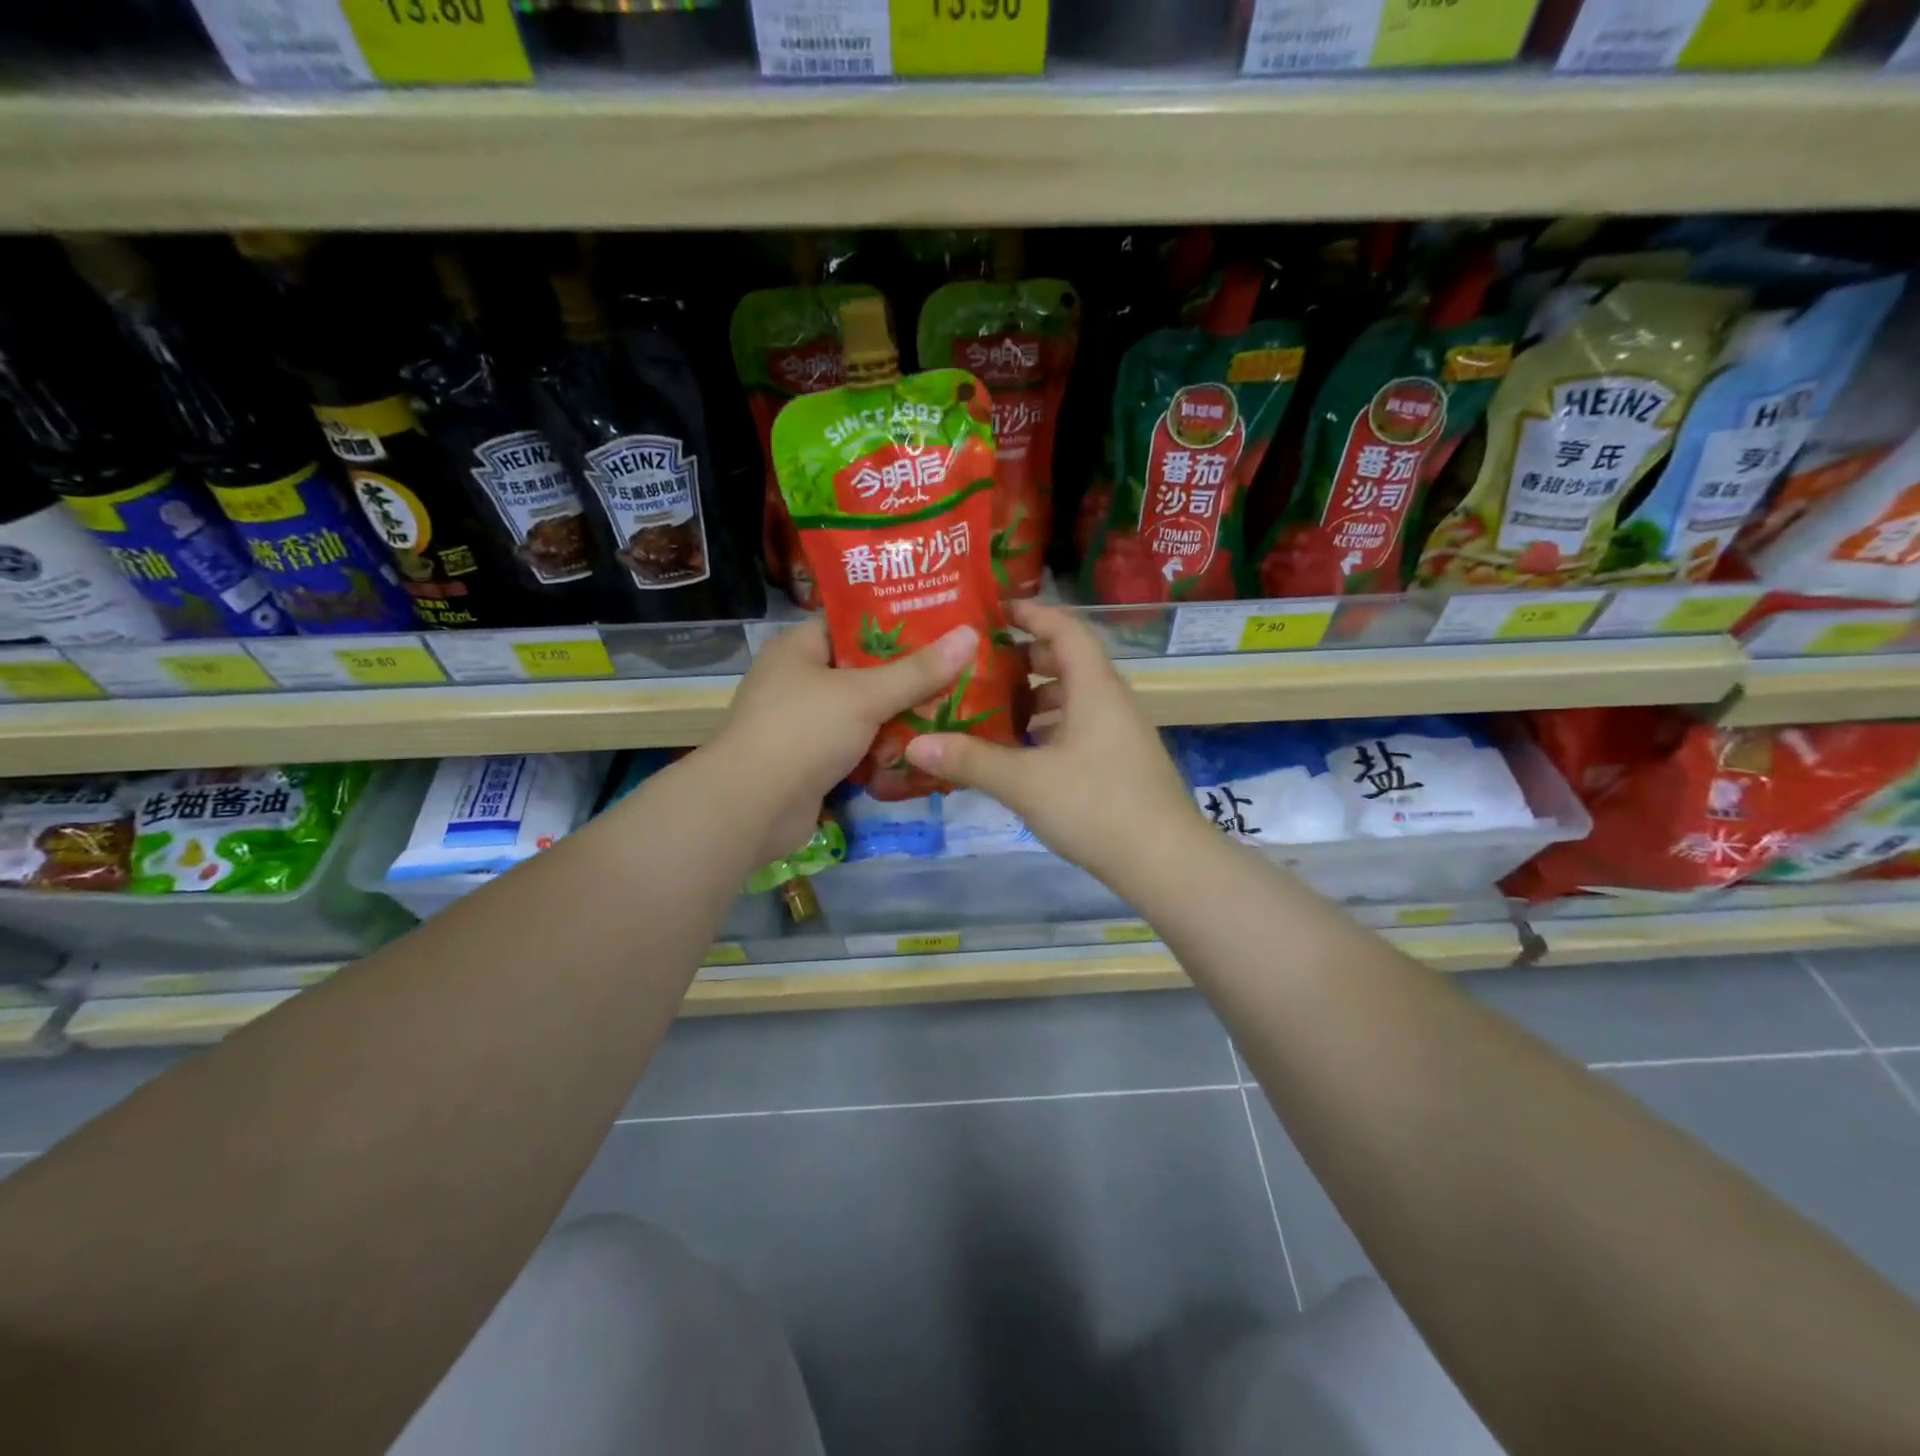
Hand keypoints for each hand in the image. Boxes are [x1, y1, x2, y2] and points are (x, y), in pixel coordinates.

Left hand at [703, 615, 976, 864]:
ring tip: (949, 715)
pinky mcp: (810, 762)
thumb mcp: (864, 695)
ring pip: (863, 714)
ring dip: (899, 720)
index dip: (896, 623)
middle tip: (957, 675)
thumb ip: (918, 671)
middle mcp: (798, 681)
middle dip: (907, 679)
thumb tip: (970, 635)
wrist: (751, 809)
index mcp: (799, 649)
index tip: (942, 626)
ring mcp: (802, 725)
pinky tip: (920, 754)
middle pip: (863, 672)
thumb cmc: (803, 732)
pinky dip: (882, 752)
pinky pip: (856, 748)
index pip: (852, 623)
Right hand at [903, 600, 1206, 889]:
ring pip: (1073, 699)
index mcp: (1094, 687)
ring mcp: (1119, 733)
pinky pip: (1079, 728)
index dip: (1031, 613)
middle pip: (1068, 662)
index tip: (994, 611)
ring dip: (1036, 699)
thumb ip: (970, 761)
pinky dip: (1049, 729)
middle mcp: (1111, 701)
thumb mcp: (1025, 782)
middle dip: (1025, 659)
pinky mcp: (1120, 762)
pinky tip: (1022, 754)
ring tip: (993, 711)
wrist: (1165, 861)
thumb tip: (914, 745)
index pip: (1065, 629)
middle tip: (981, 667)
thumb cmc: (1096, 806)